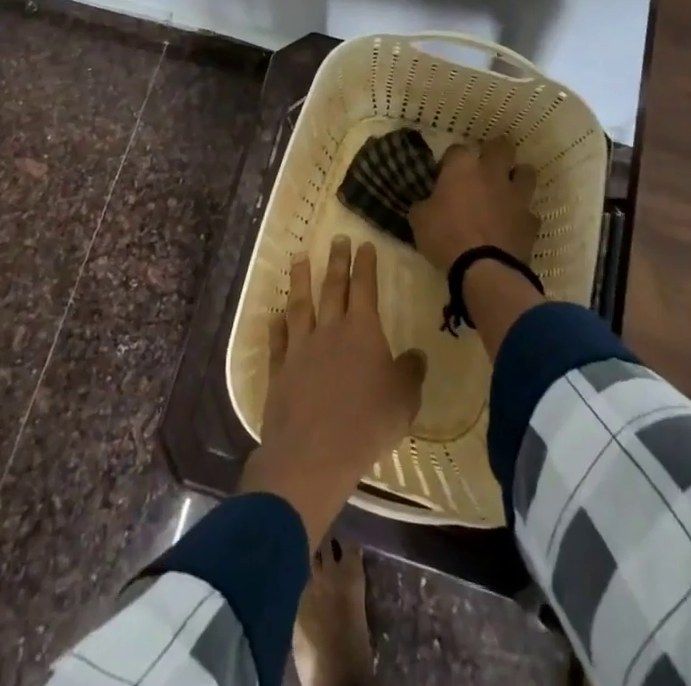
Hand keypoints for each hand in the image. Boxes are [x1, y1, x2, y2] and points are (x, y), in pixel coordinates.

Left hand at [240, 236, 426, 540]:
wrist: (313, 452)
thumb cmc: (367, 423)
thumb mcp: (403, 399)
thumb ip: (410, 373)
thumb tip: (416, 355)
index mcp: (362, 331)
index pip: (364, 288)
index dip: (365, 264)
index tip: (364, 244)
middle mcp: (330, 330)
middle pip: (333, 287)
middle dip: (337, 261)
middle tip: (337, 239)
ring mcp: (301, 347)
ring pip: (301, 305)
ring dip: (300, 280)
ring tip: (299, 258)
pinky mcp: (280, 370)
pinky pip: (278, 340)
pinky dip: (277, 326)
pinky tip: (274, 315)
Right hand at [408, 139, 537, 273]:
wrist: (484, 270)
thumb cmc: (445, 237)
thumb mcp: (419, 220)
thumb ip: (425, 205)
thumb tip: (427, 204)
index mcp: (462, 168)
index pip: (457, 150)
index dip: (451, 161)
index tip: (445, 175)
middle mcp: (492, 174)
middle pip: (501, 147)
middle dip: (495, 152)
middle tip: (486, 166)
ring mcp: (515, 196)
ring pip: (526, 173)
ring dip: (518, 178)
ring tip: (508, 189)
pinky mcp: (531, 221)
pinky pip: (530, 212)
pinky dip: (522, 216)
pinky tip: (514, 225)